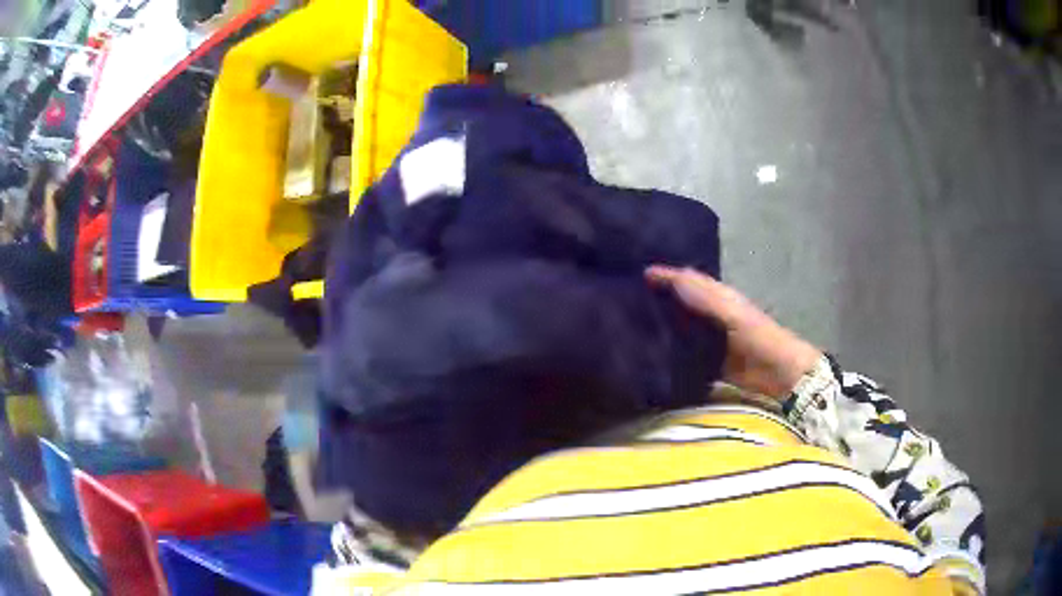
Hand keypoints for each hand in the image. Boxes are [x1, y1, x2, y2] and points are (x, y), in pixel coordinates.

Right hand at [647, 266, 822, 398]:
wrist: (776, 370)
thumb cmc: (754, 334)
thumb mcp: (725, 309)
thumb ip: (695, 293)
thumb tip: (654, 274)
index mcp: (717, 295)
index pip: (686, 279)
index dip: (664, 275)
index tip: (635, 275)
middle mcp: (711, 314)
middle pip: (680, 303)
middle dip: (657, 299)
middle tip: (625, 300)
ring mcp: (710, 339)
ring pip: (681, 328)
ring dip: (661, 326)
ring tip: (631, 326)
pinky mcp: (709, 362)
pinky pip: (685, 353)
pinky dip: (670, 352)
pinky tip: (651, 355)